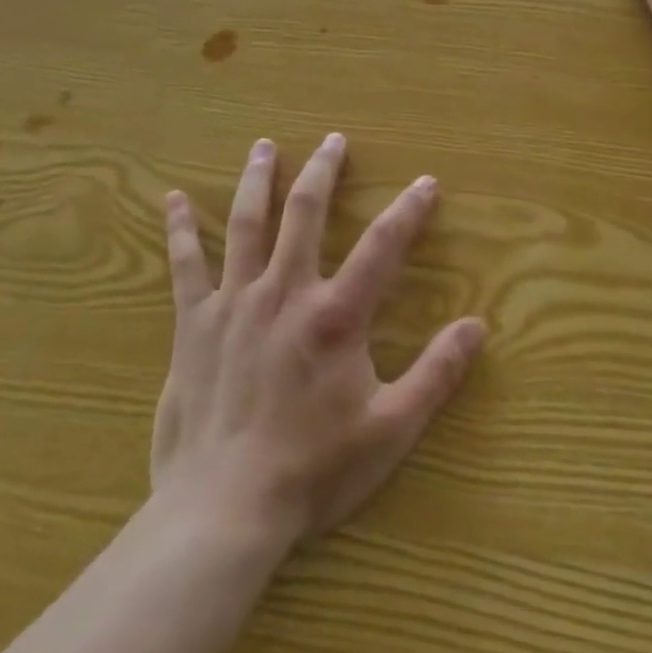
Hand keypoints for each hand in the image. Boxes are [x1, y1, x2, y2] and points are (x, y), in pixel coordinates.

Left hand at [151, 134, 484, 553]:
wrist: (223, 513)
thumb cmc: (313, 471)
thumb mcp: (391, 428)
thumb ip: (437, 373)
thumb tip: (478, 327)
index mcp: (335, 315)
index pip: (383, 245)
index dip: (409, 210)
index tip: (426, 182)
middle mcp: (285, 292)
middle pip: (306, 212)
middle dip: (323, 171)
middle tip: (333, 140)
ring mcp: (234, 303)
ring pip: (247, 223)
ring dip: (258, 180)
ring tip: (263, 146)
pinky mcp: (193, 325)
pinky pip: (185, 265)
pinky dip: (180, 229)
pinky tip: (173, 199)